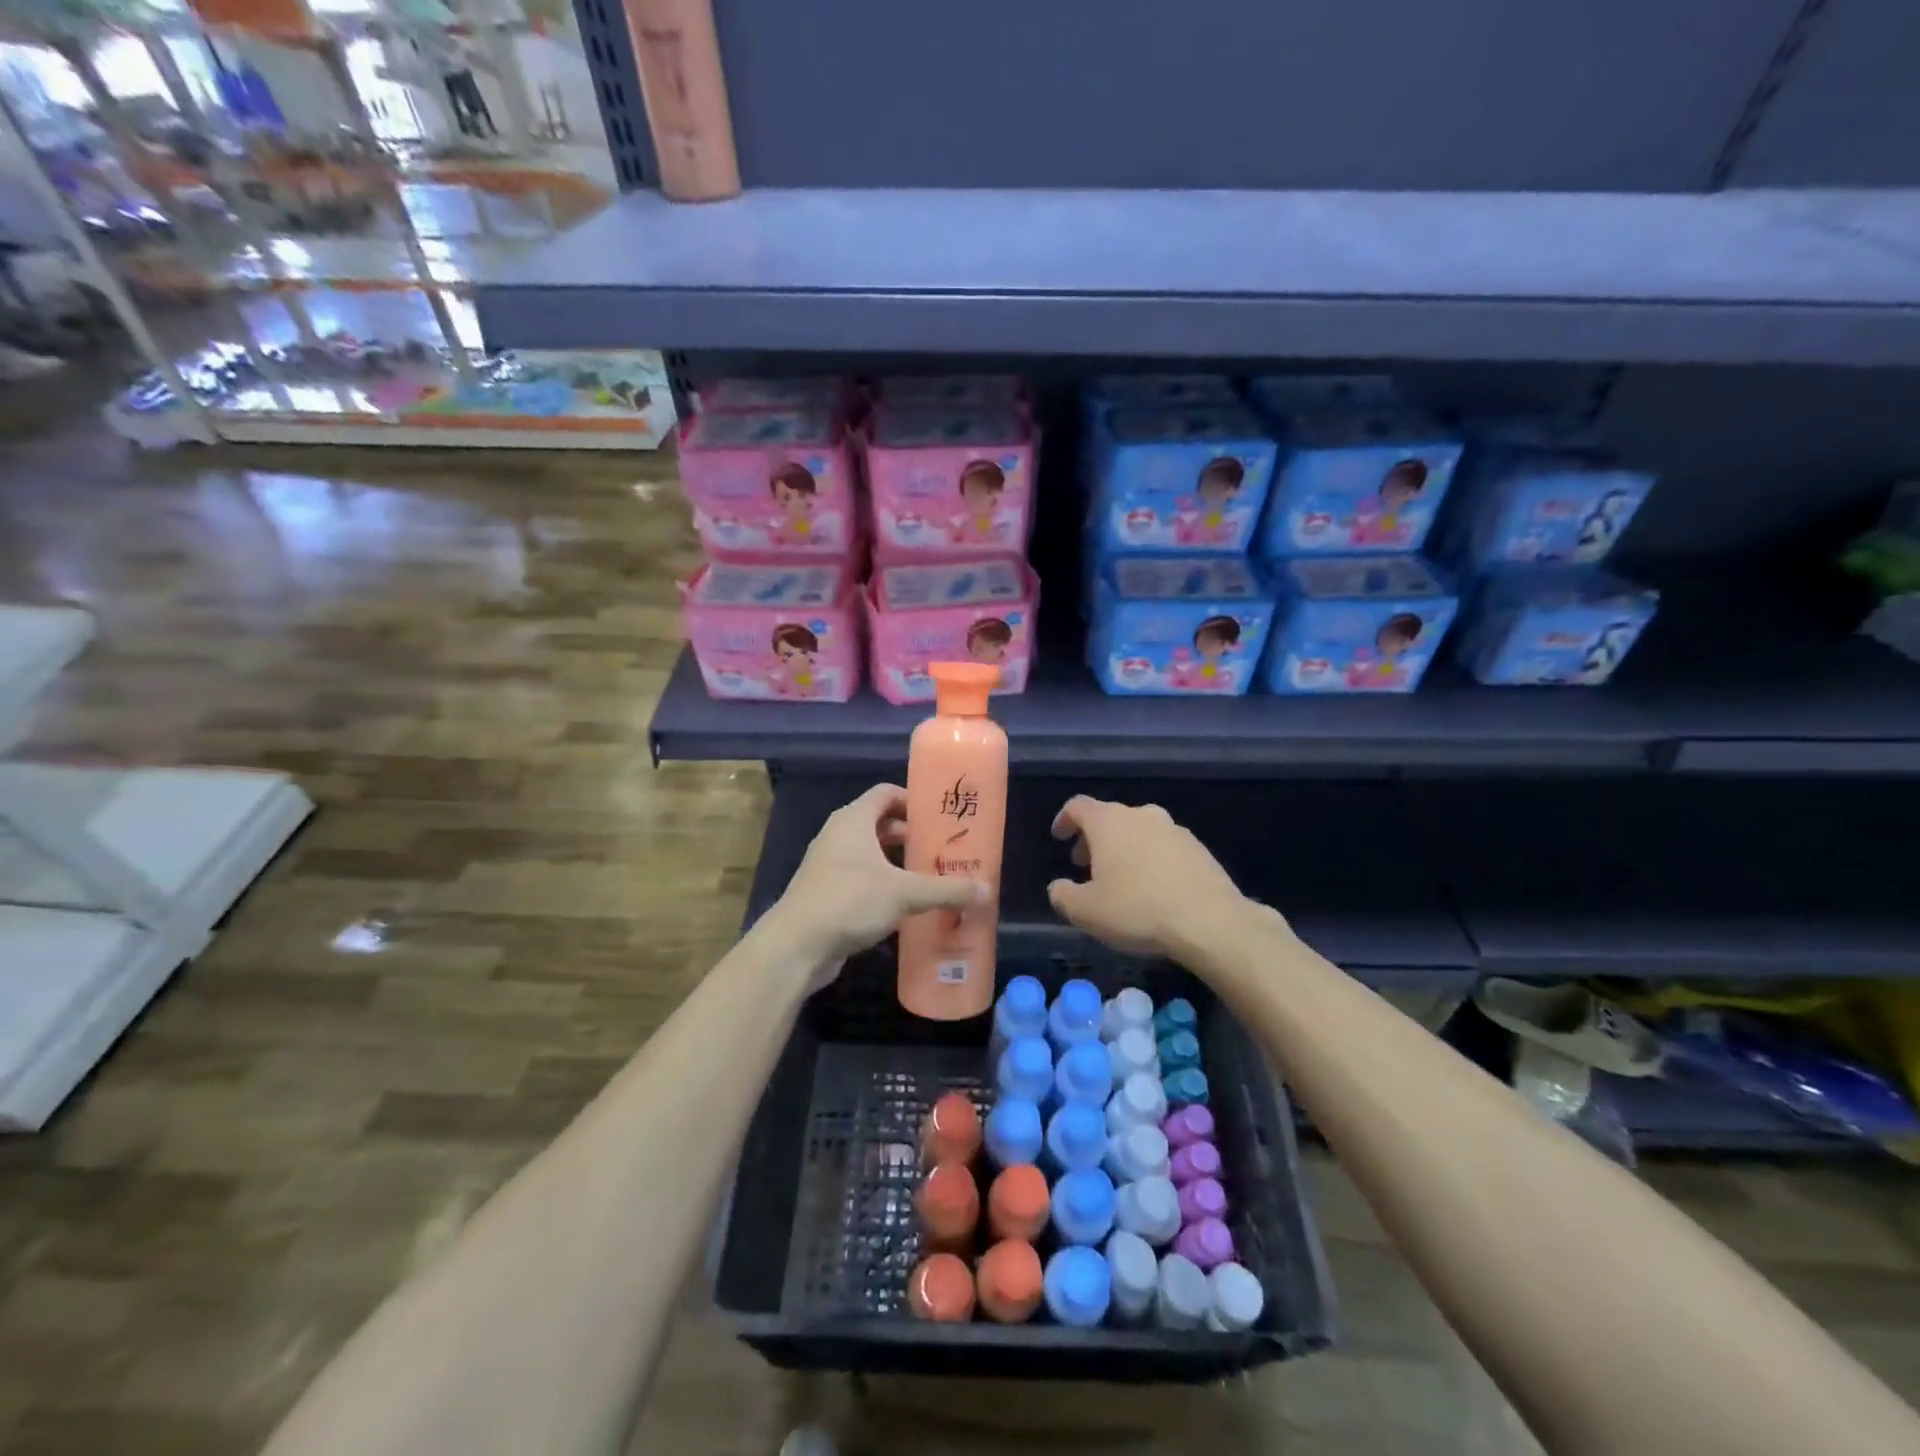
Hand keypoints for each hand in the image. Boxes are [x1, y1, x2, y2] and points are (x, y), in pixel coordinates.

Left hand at [766, 784, 984, 966]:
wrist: (796, 945)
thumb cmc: (849, 901)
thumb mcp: (905, 893)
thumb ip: (946, 890)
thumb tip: (986, 891)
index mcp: (853, 820)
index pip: (886, 793)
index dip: (913, 800)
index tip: (940, 816)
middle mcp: (839, 835)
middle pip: (880, 823)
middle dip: (910, 835)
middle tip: (941, 849)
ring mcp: (829, 865)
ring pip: (871, 853)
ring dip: (897, 862)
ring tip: (930, 876)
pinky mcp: (827, 893)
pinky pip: (861, 878)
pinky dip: (883, 884)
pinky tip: (906, 905)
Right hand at [1047, 796, 1251, 957]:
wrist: (1210, 922)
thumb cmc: (1137, 909)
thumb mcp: (1085, 912)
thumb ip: (1063, 895)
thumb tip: (1059, 887)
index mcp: (1109, 822)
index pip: (1078, 806)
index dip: (1064, 820)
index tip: (1059, 838)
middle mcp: (1142, 815)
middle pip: (1110, 818)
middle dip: (1094, 840)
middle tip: (1086, 866)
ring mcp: (1174, 830)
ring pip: (1139, 832)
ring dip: (1125, 850)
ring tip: (1121, 881)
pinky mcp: (1199, 849)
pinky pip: (1165, 848)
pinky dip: (1152, 860)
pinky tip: (1154, 890)